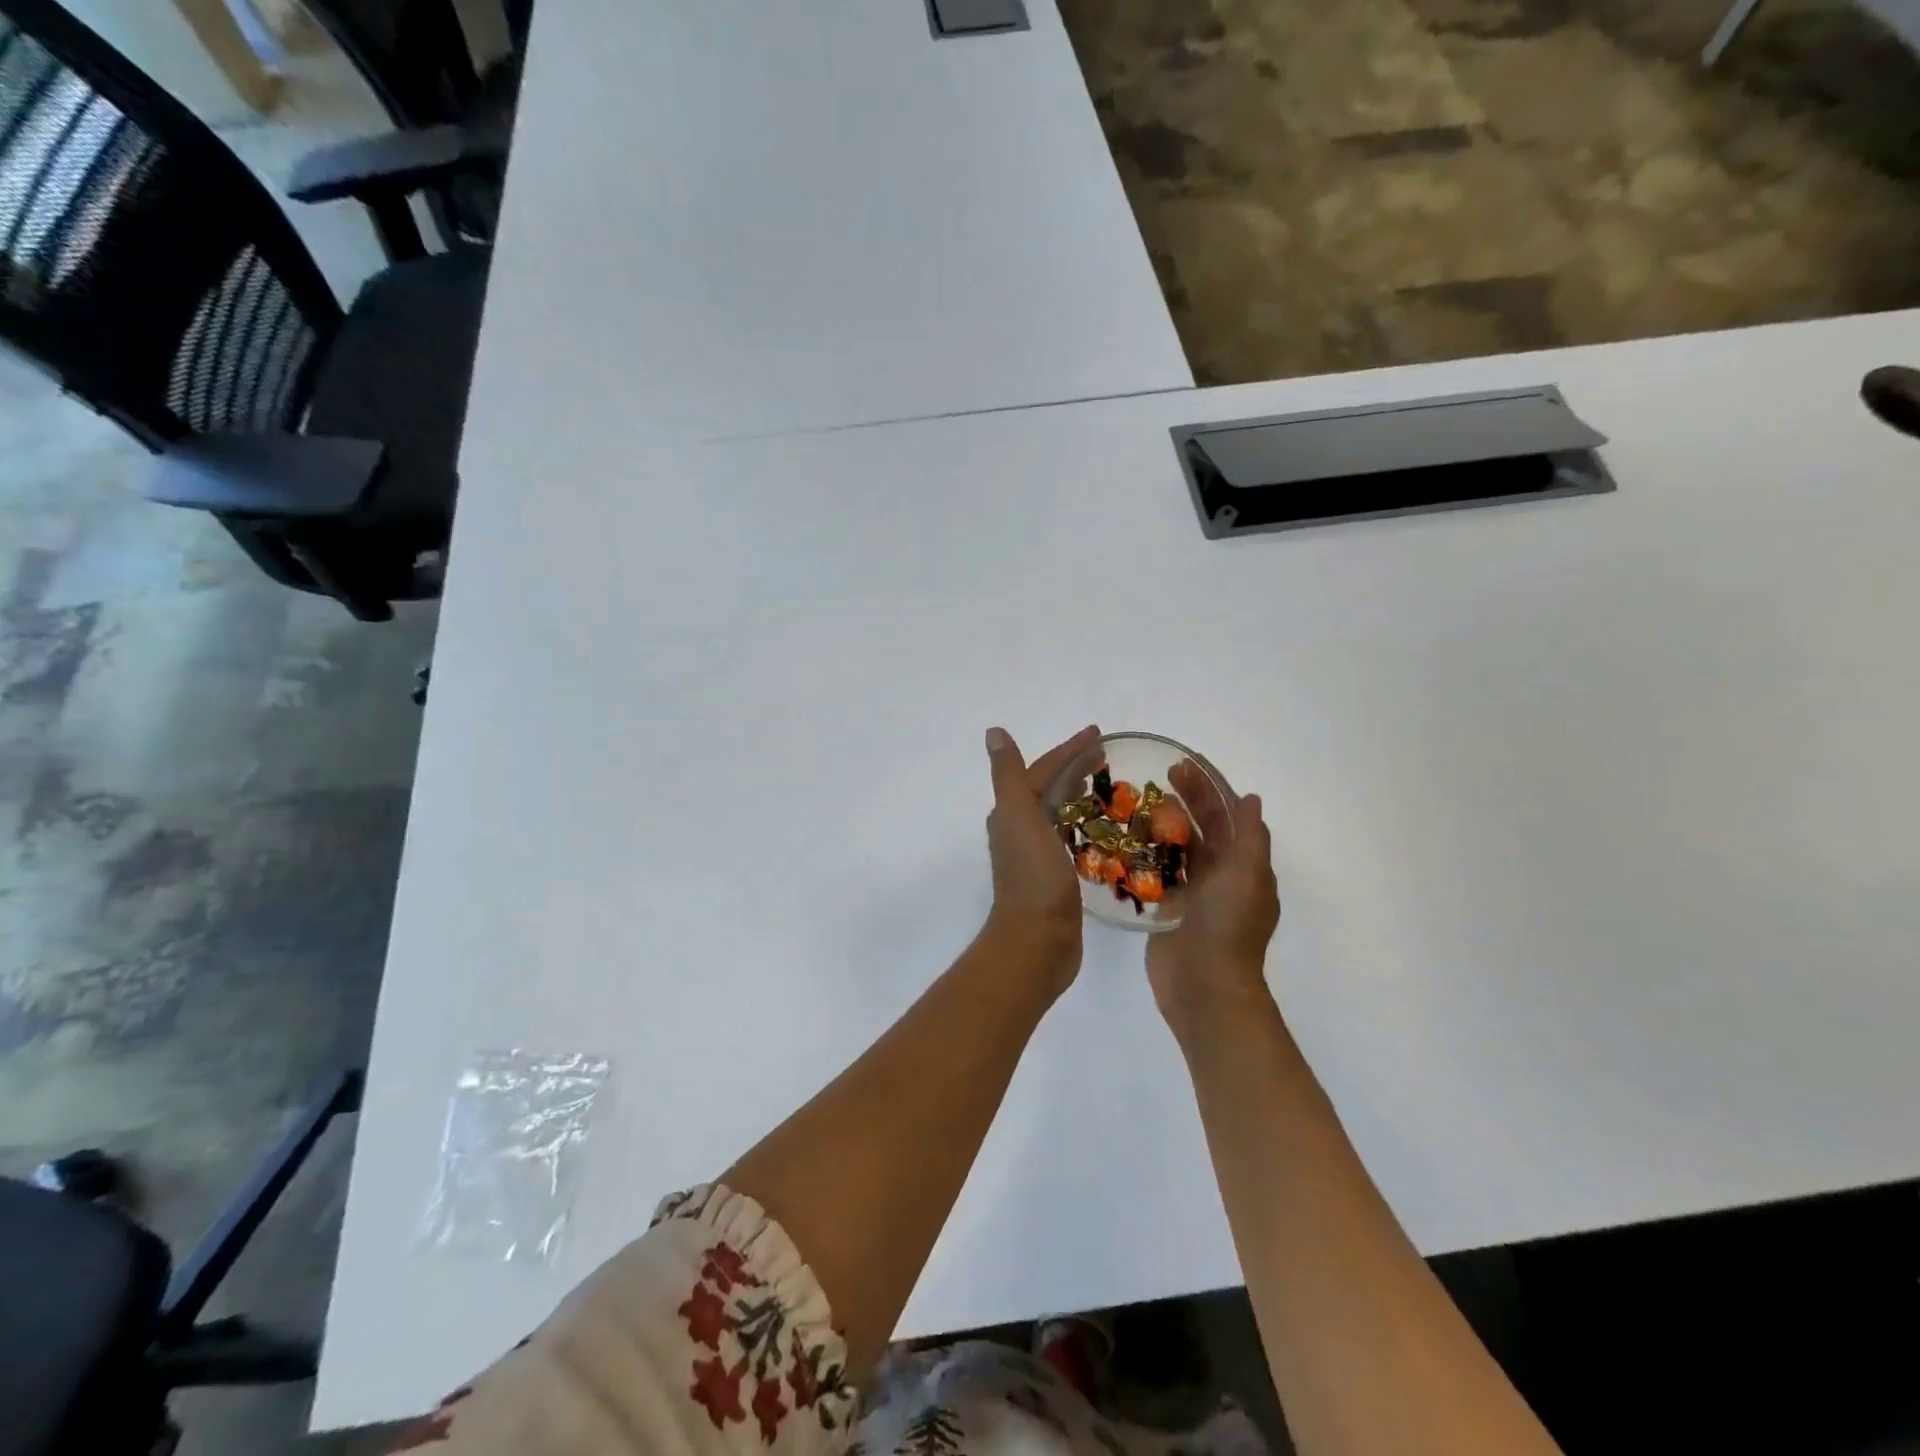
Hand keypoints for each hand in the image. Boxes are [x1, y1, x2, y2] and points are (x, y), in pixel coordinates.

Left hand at [982, 724, 1101, 992]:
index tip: (1100, 734)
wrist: (1037, 940)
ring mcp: (1036, 854)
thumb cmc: (1033, 875)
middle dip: (1075, 768)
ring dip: (1078, 795)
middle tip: (1108, 756)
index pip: (1043, 770)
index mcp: (1012, 812)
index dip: (1069, 750)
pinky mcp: (1054, 876)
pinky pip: (1069, 838)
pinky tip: (1100, 829)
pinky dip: (1083, 825)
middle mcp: (1019, 829)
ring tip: (1105, 785)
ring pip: (1059, 812)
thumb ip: (1009, 774)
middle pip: (1050, 788)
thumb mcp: (1019, 815)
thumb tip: (993, 732)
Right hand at [1146, 761, 1280, 1041]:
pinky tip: (1126, 839)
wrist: (1204, 986)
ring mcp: (1194, 894)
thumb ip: (1249, 836)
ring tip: (1136, 803)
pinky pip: (1158, 874)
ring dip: (1163, 824)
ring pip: (1179, 849)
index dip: (1209, 788)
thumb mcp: (1246, 875)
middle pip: (1203, 827)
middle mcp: (1221, 876)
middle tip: (1156, 776)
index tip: (1184, 766)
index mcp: (1244, 866)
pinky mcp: (1168, 909)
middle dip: (1185, 800)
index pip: (1228, 816)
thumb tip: (1251, 799)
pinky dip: (1147, 855)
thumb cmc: (1227, 926)